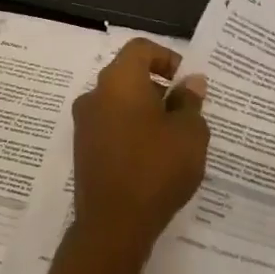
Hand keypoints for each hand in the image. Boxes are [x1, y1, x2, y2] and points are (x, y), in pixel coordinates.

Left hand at [66, 39, 209, 273]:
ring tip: (173, 137)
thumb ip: (190, 102)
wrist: (113, 225)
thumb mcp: (189, 133)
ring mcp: (84, 125)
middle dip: (159, 88)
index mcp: (119, 81)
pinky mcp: (83, 151)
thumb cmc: (156, 168)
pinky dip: (131, 131)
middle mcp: (95, 95)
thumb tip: (191, 82)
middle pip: (128, 76)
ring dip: (145, 111)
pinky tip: (153, 157)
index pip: (141, 49)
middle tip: (186, 111)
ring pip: (119, 103)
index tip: (186, 81)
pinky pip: (111, 127)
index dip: (167, 57)